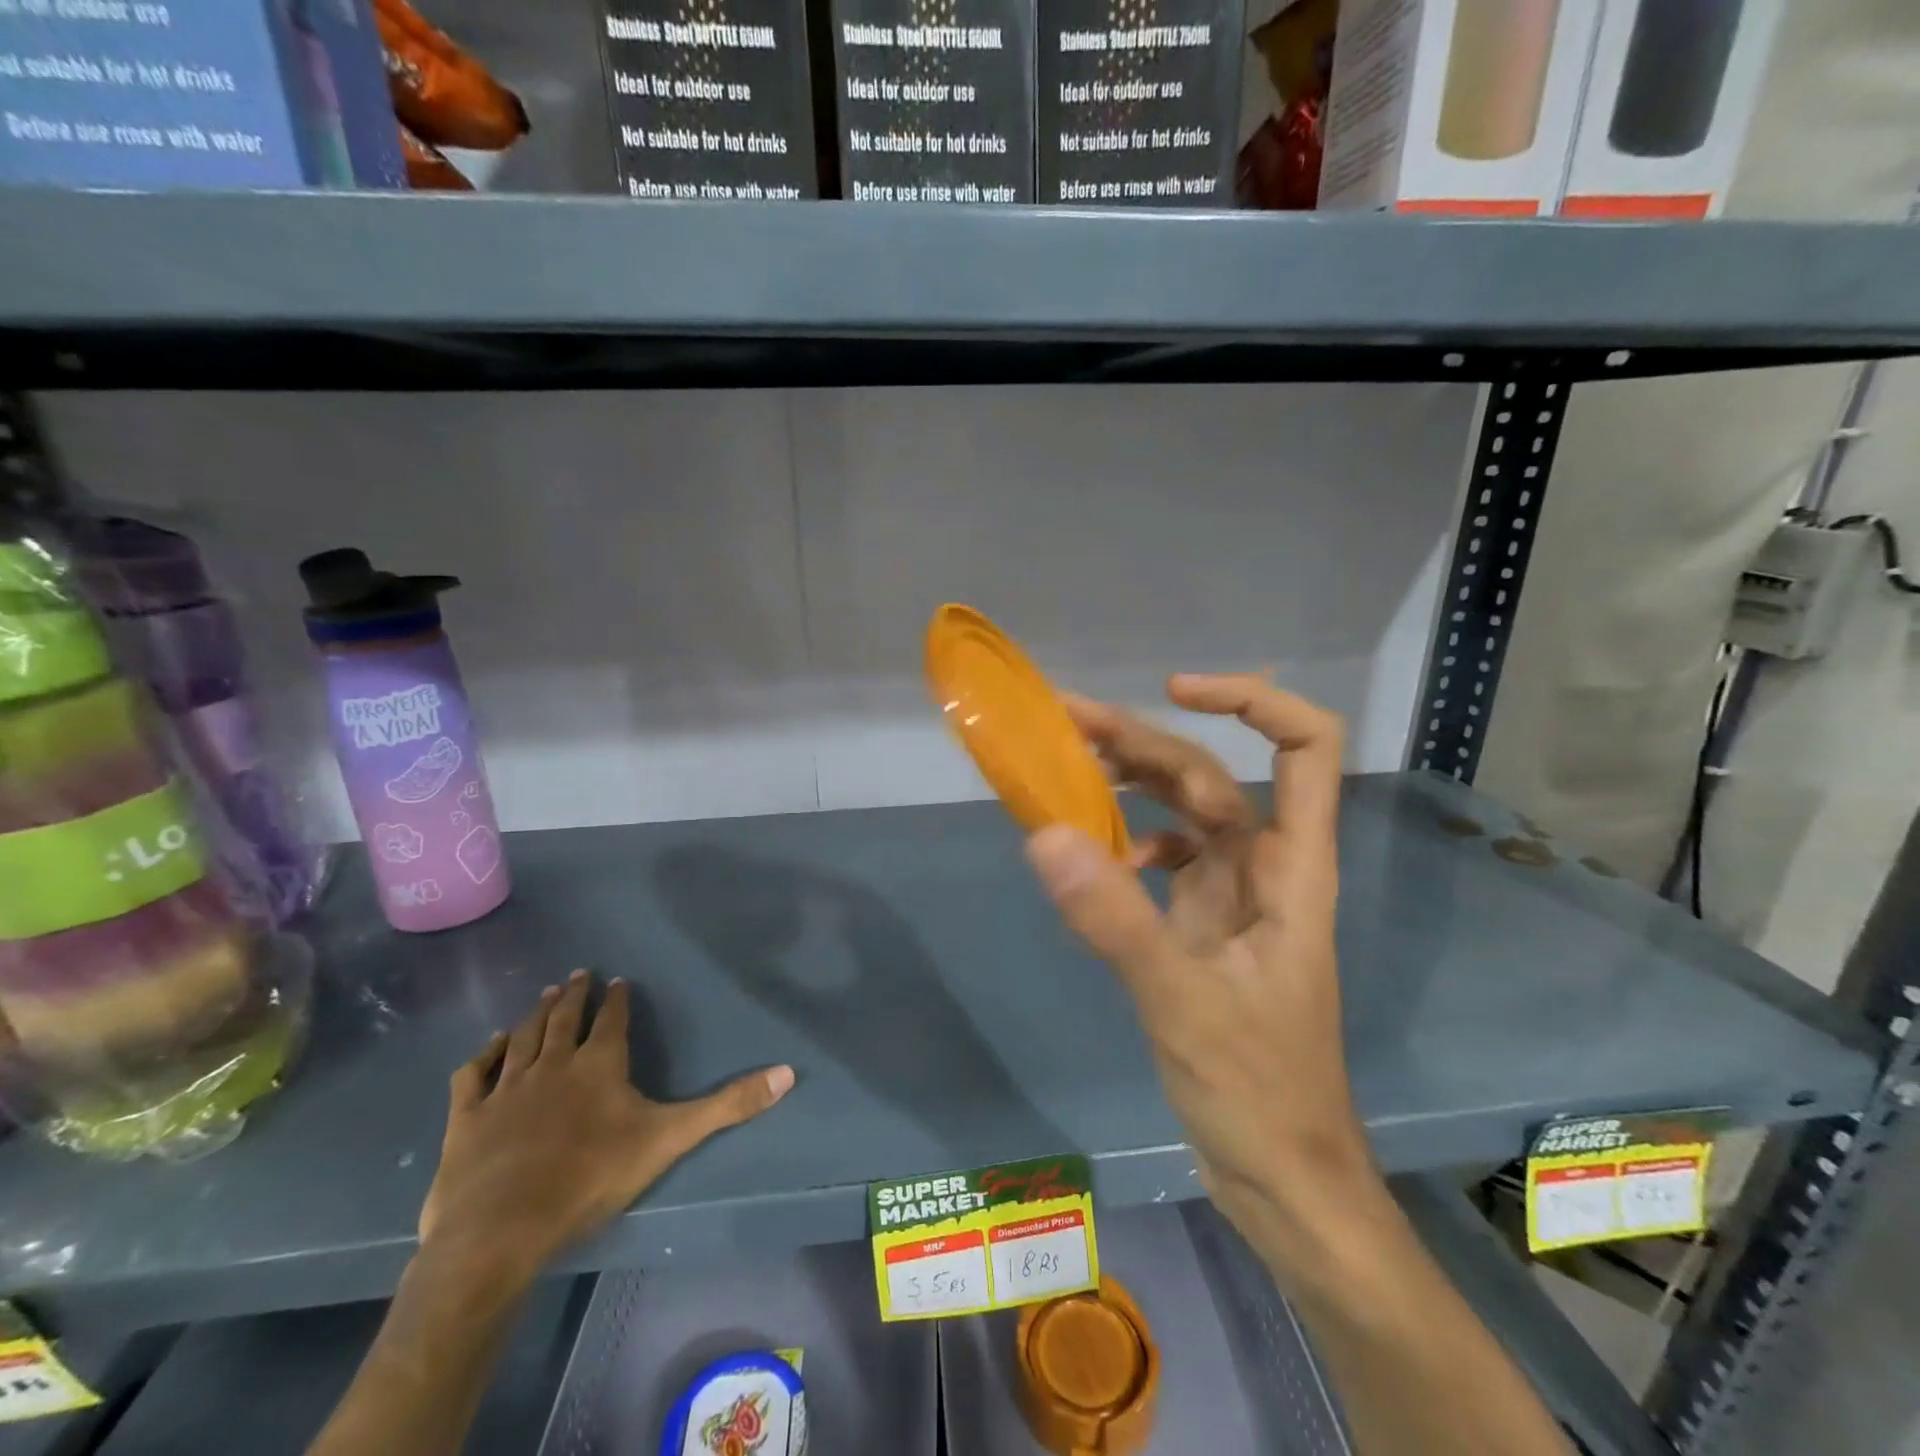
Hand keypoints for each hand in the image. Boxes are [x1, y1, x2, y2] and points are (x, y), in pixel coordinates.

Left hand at [418, 971, 794, 1287]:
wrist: (500, 1230)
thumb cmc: (591, 1178)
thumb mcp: (670, 1138)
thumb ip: (728, 1105)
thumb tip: (788, 1073)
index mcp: (600, 1064)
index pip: (612, 1020)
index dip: (617, 999)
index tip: (619, 981)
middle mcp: (553, 1064)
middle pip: (564, 1019)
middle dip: (574, 994)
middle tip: (577, 973)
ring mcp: (507, 1089)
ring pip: (523, 1037)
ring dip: (534, 1014)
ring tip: (542, 994)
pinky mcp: (468, 1117)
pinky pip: (475, 1073)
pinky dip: (484, 1054)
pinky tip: (490, 1044)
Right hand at [1025, 674, 1367, 1247]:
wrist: (1283, 1180)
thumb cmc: (1258, 1092)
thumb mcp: (1181, 1002)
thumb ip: (1114, 919)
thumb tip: (1043, 834)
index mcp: (1290, 869)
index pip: (1306, 748)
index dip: (1251, 702)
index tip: (1174, 691)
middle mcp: (1265, 868)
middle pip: (1212, 775)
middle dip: (1144, 740)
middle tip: (1065, 721)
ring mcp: (1233, 898)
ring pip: (1184, 814)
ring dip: (1130, 783)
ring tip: (1065, 765)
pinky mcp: (1203, 927)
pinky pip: (1163, 861)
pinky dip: (1126, 844)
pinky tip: (1091, 858)